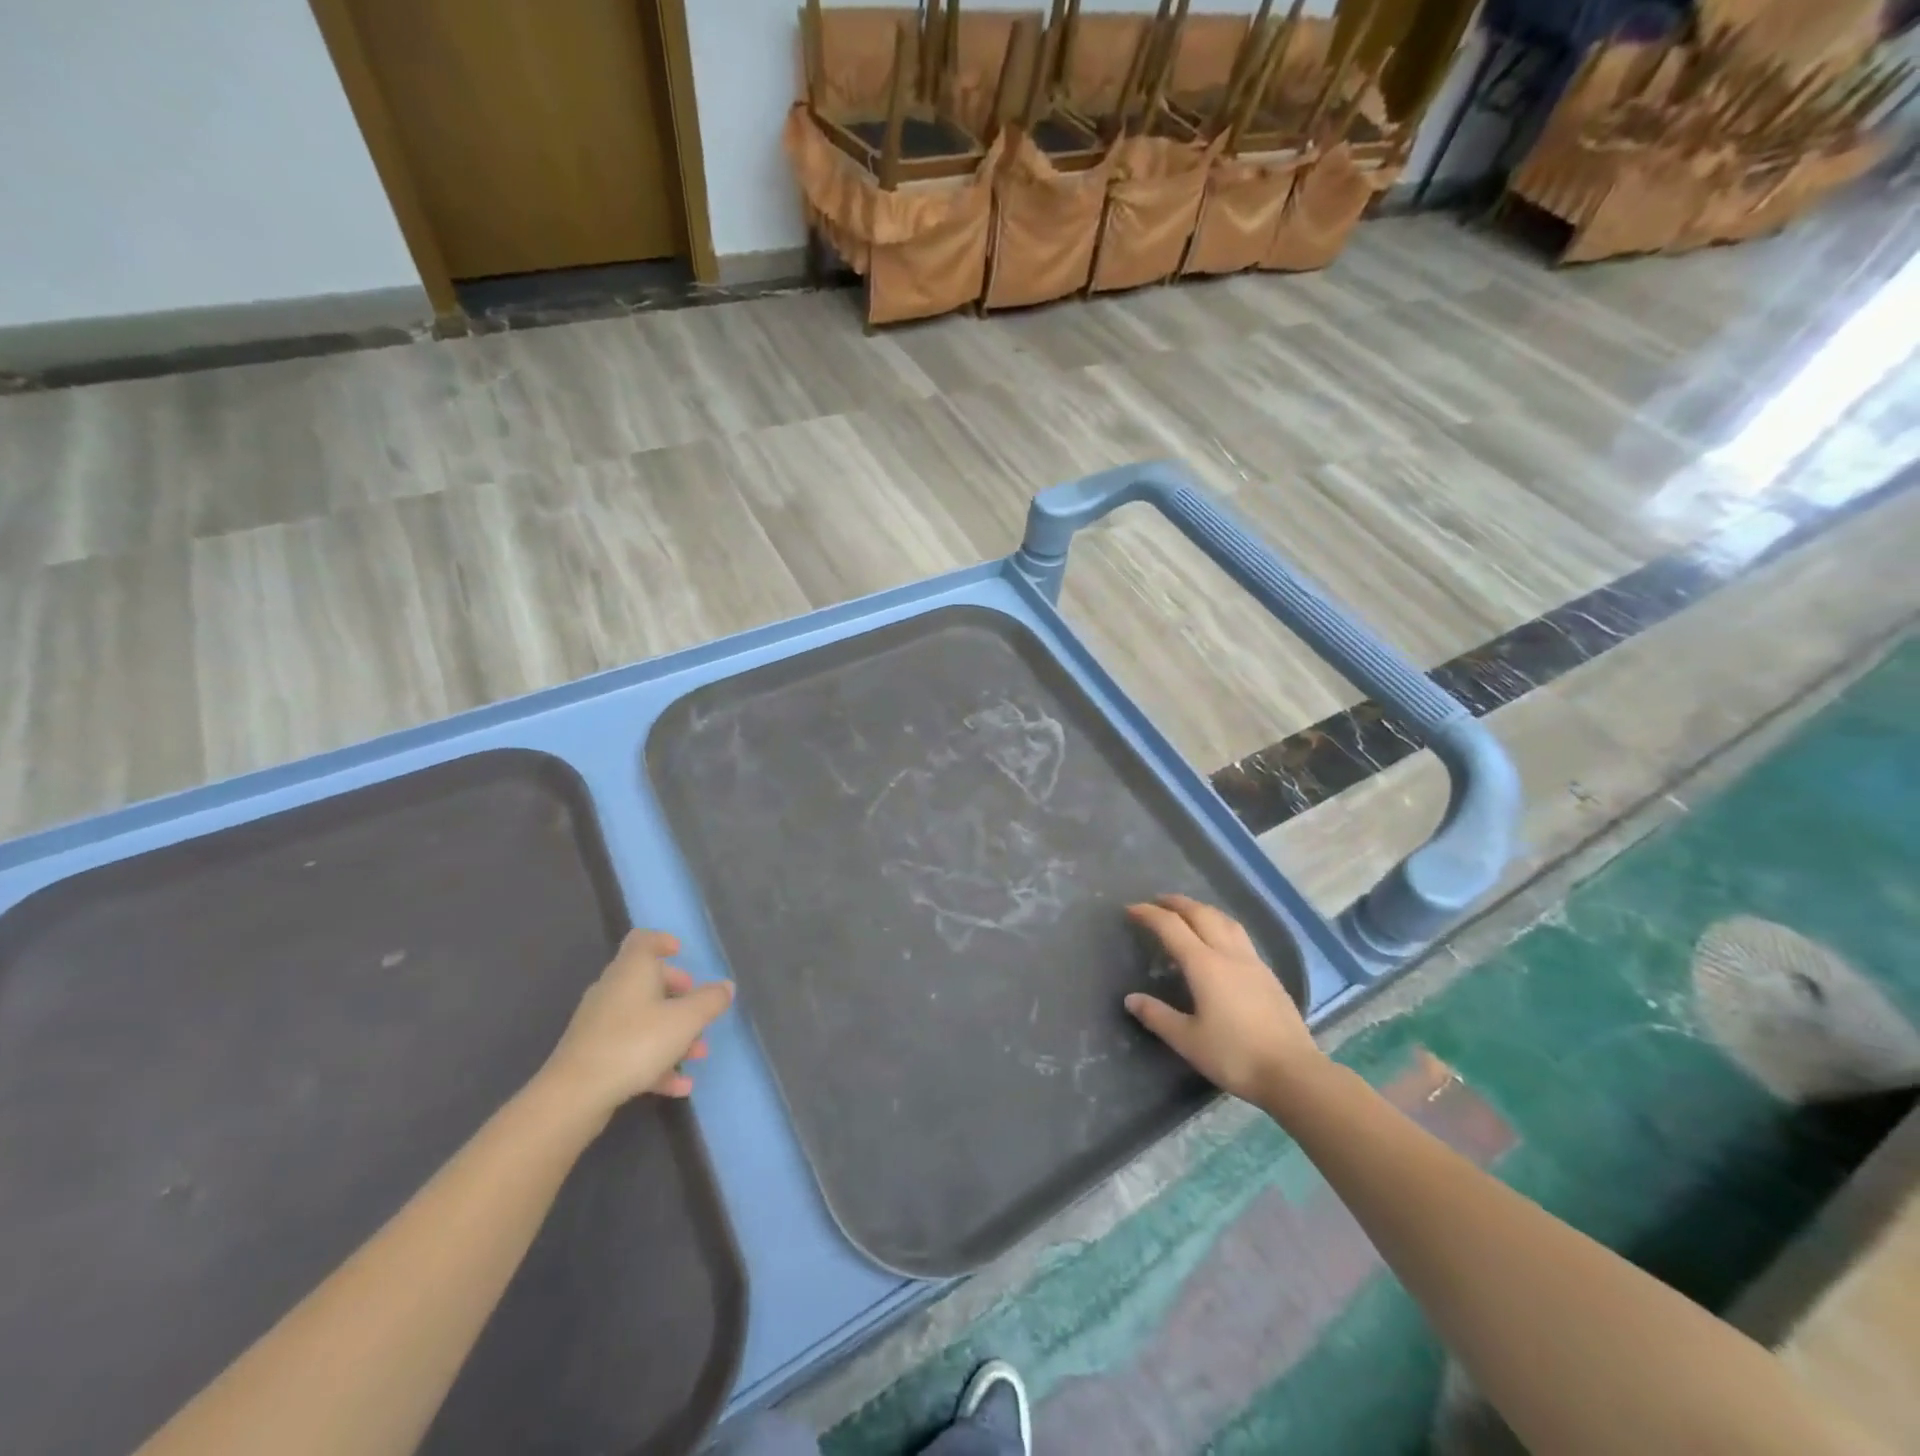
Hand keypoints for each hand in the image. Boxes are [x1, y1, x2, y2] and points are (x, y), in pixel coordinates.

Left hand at [538, 930, 733, 1118]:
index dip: (663, 941)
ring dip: (673, 1032)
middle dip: (678, 994)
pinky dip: (655, 1061)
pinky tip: (679, 1086)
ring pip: (642, 1018)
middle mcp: (613, 989)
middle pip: (647, 980)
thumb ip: (710, 1000)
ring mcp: (599, 1023)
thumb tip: (725, 986)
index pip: (643, 940)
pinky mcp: (593, 1054)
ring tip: (698, 1054)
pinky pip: (631, 1048)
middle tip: (699, 1008)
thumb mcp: (686, 1019)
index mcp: (632, 970)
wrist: (575, 1095)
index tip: (681, 952)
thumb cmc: (636, 1042)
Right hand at [1124, 894, 1321, 1104]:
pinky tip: (1221, 943)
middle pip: (1201, 914)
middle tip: (1157, 902)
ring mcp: (1253, 963)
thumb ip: (1158, 1016)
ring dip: (1202, 910)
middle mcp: (1228, 954)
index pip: (1171, 927)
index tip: (1131, 909)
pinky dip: (1221, 926)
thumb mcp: (1188, 1040)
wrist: (1293, 1073)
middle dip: (1176, 903)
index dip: (1149, 914)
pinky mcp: (1269, 976)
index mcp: (1204, 965)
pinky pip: (1240, 936)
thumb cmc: (1235, 1056)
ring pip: (1225, 921)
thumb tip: (1131, 999)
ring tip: (1189, 913)